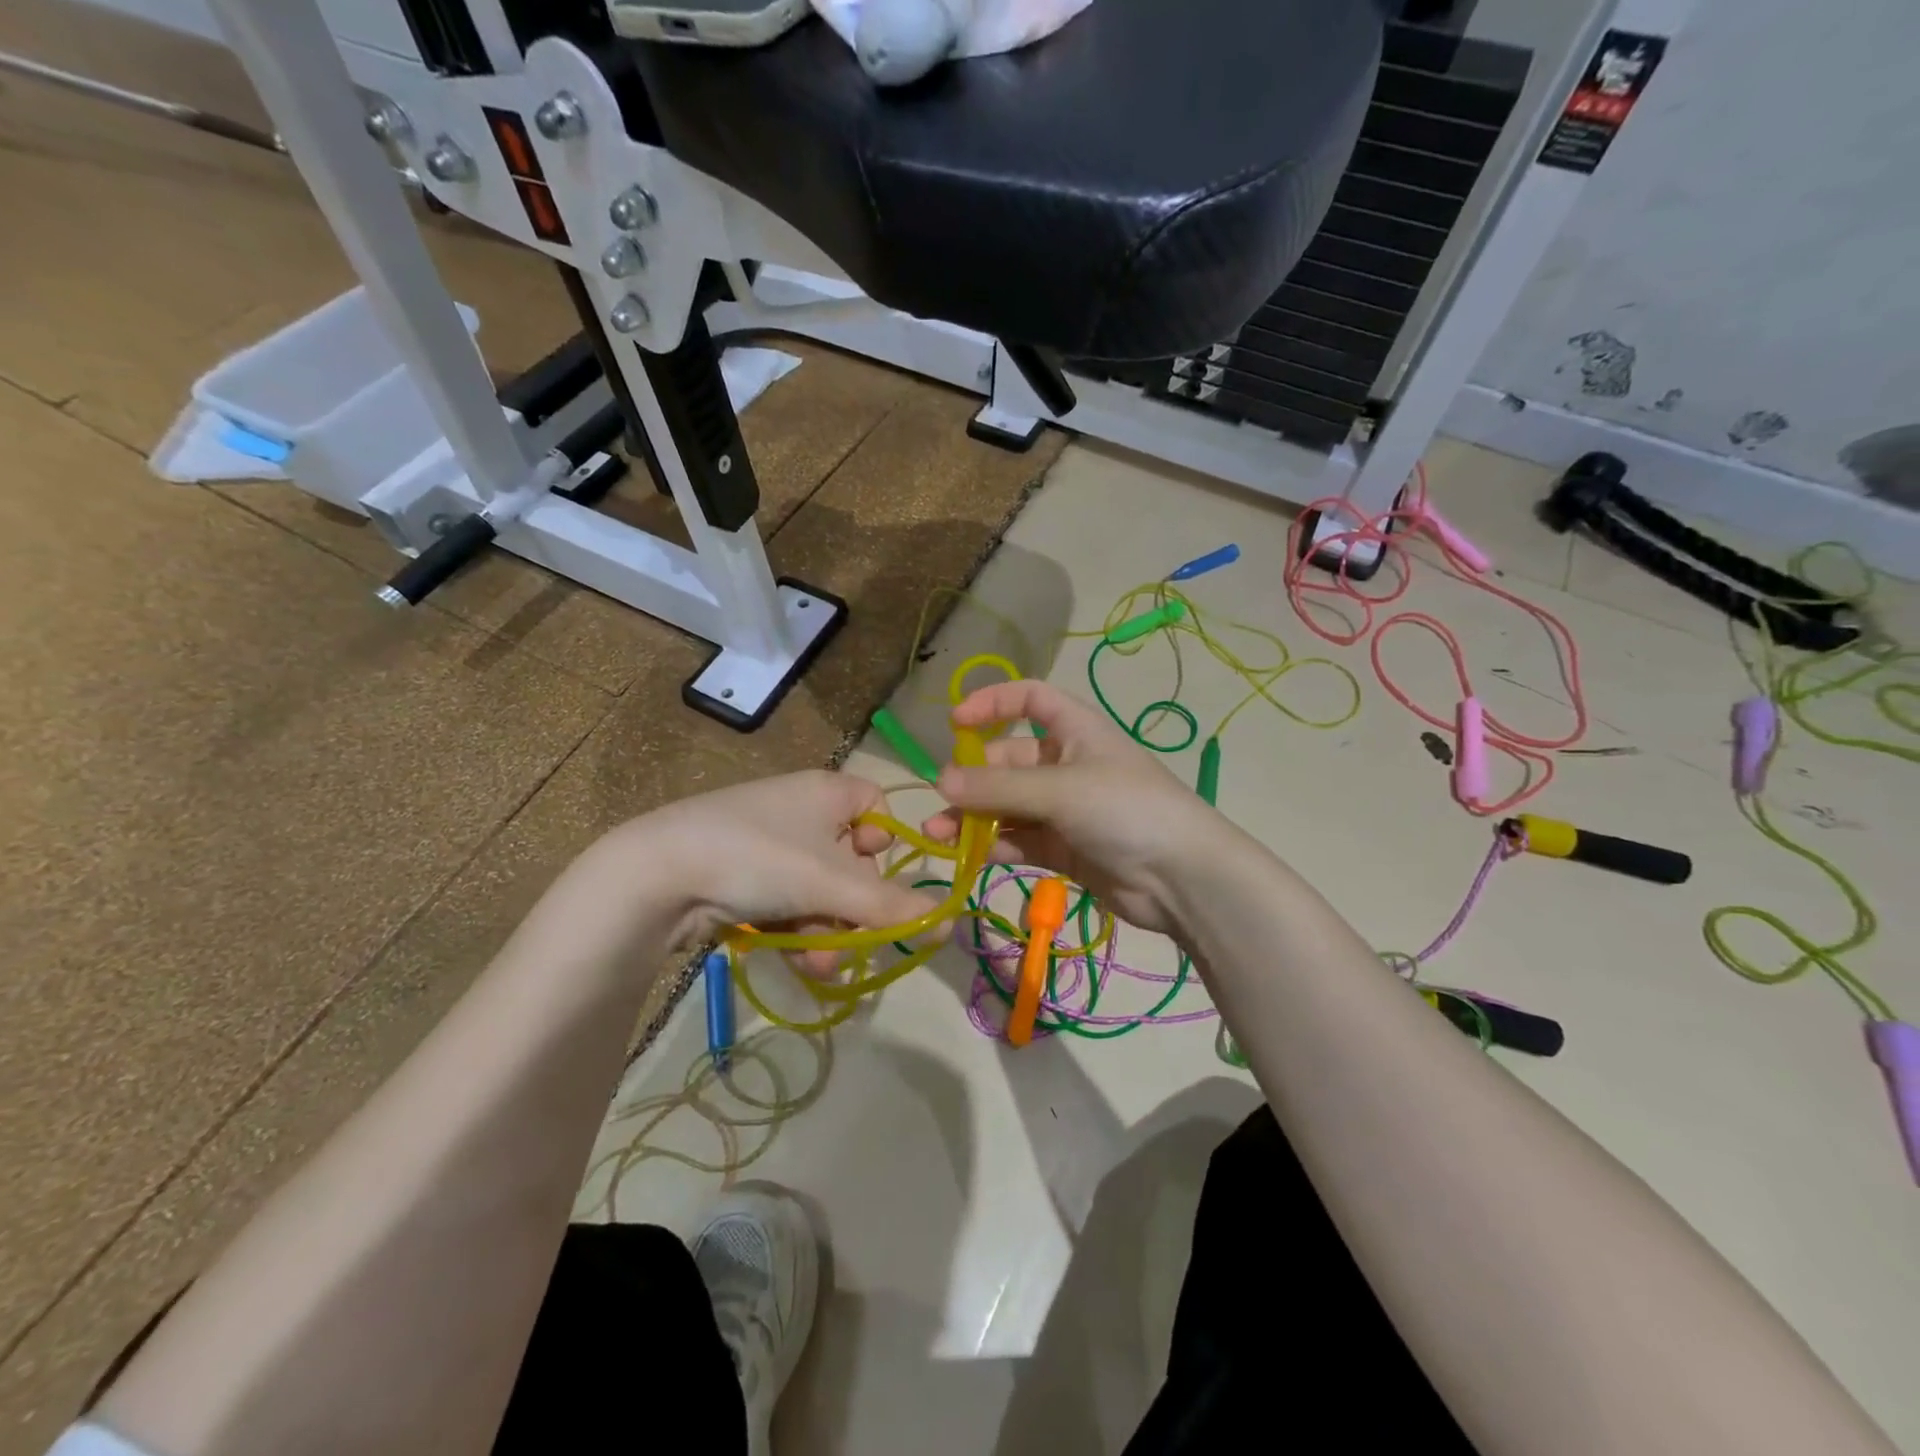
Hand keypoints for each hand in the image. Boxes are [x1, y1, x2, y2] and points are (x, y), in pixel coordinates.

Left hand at [601, 771, 936, 970]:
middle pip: (851, 860)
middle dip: (855, 909)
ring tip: (820, 965)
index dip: (887, 843)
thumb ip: (893, 906)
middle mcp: (801, 810)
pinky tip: (798, 961)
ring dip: (829, 930)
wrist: (656, 874)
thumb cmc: (760, 857)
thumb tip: (950, 923)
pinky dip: (798, 930)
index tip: (880, 877)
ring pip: (820, 890)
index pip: (877, 806)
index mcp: (827, 791)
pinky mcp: (741, 874)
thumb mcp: (833, 883)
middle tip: (854, 941)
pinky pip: (788, 901)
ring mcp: (768, 843)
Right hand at [922, 680, 1230, 935]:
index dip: (992, 703)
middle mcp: (1067, 763)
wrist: (1182, 878)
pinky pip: (1018, 838)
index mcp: (1075, 730)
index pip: (1029, 699)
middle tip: (943, 799)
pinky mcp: (1063, 848)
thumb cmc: (1125, 809)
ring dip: (974, 817)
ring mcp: (1065, 808)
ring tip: (938, 834)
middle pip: (1008, 759)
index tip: (955, 723)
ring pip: (1008, 805)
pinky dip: (993, 844)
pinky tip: (968, 856)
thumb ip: (998, 787)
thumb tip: (940, 782)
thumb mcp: (1059, 789)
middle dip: (973, 777)